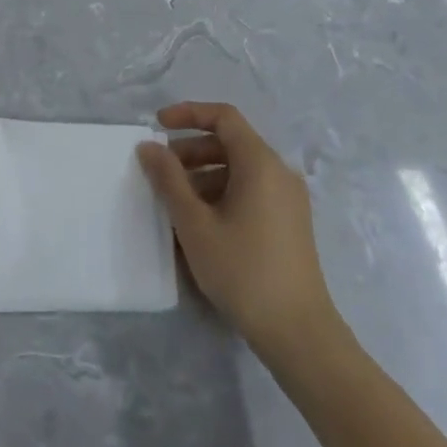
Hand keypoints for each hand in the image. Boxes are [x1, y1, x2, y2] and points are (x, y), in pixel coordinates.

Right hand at [137, 102, 336, 359]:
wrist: (298, 332)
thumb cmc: (243, 270)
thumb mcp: (195, 224)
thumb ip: (169, 180)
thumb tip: (148, 147)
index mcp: (260, 162)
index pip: (223, 117)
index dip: (188, 114)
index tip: (157, 125)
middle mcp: (279, 171)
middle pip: (231, 142)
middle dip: (191, 149)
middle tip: (159, 170)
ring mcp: (288, 198)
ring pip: (240, 169)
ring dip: (204, 174)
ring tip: (174, 201)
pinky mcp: (289, 222)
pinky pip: (251, 190)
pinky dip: (222, 193)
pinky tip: (200, 222)